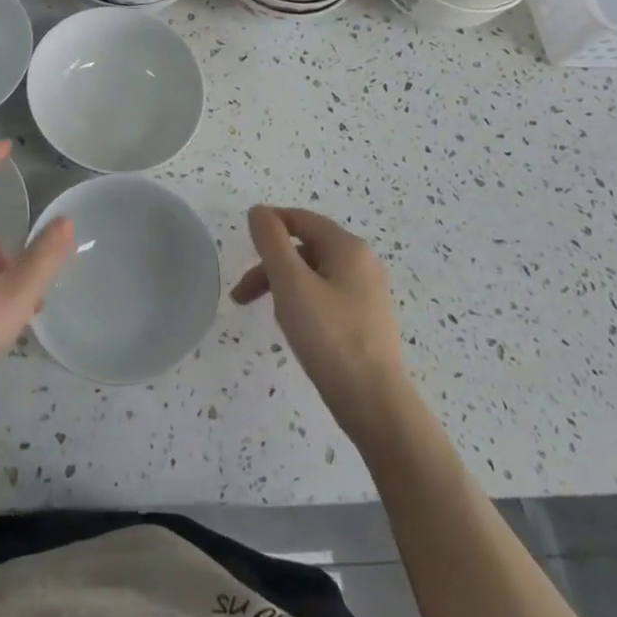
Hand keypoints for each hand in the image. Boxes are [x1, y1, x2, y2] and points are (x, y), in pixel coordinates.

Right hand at [231, 205, 411, 443]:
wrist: (375, 404)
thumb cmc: (329, 336)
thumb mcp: (291, 283)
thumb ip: (271, 242)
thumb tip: (259, 212)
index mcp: (348, 247)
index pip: (301, 219)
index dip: (269, 225)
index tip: (242, 246)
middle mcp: (363, 263)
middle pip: (305, 249)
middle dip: (271, 266)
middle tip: (242, 295)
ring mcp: (368, 294)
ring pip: (314, 276)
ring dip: (283, 287)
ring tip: (270, 317)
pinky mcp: (367, 322)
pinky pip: (326, 298)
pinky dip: (303, 304)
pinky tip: (295, 330)